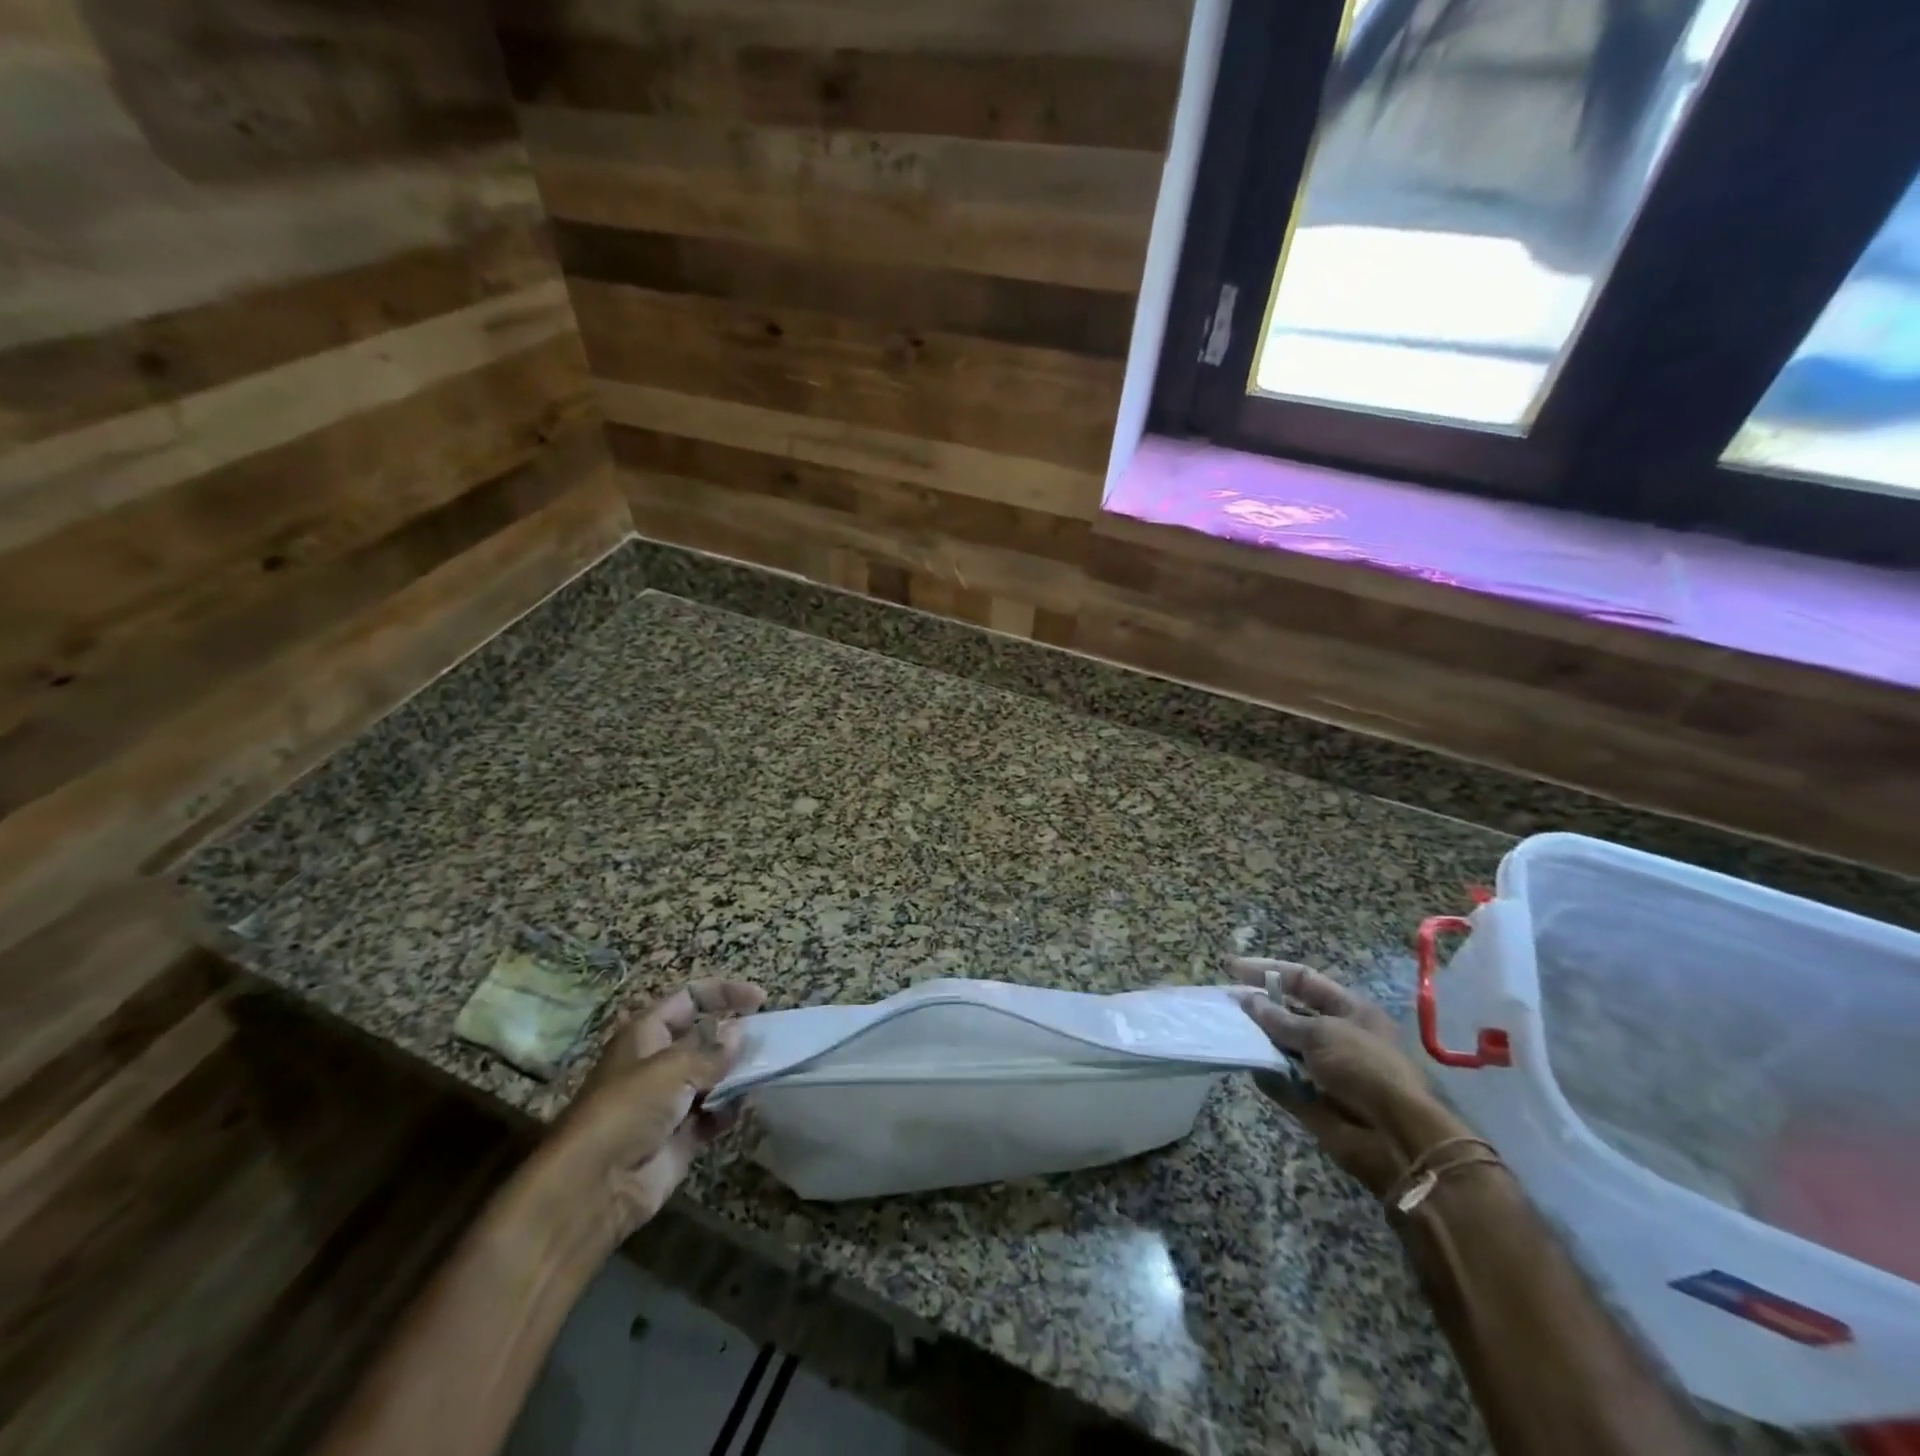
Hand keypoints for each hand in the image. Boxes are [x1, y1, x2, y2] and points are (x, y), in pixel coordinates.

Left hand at [541, 979, 765, 1247]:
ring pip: (714, 1076)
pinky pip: (714, 1113)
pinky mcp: (681, 1135)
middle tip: (768, 1042)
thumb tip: (739, 1033)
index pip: (690, 998)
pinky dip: (729, 1109)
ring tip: (763, 1073)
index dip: (724, 993)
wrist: (595, 1187)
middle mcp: (658, 1062)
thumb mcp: (673, 1068)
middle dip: (734, 1037)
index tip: (760, 1001)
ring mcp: (670, 1101)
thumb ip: (712, 1051)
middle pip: (704, 1038)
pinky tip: (741, 1108)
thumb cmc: (628, 1109)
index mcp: (647, 1034)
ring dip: (737, 1075)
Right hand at [1231, 957, 1468, 1197]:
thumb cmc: (1364, 1068)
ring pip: (1284, 1048)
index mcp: (1350, 1011)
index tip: (1231, 968)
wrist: (1396, 1137)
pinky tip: (1244, 1063)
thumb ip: (1280, 1018)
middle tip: (1225, 1003)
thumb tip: (1248, 1001)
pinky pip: (1283, 1082)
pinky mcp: (1315, 1102)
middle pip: (1291, 1014)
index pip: (1302, 980)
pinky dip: (1265, 1074)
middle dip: (1260, 1007)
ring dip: (1259, 1040)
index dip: (1267, 970)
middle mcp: (1338, 1036)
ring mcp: (1326, 1070)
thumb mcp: (1322, 1033)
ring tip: (1227, 1029)